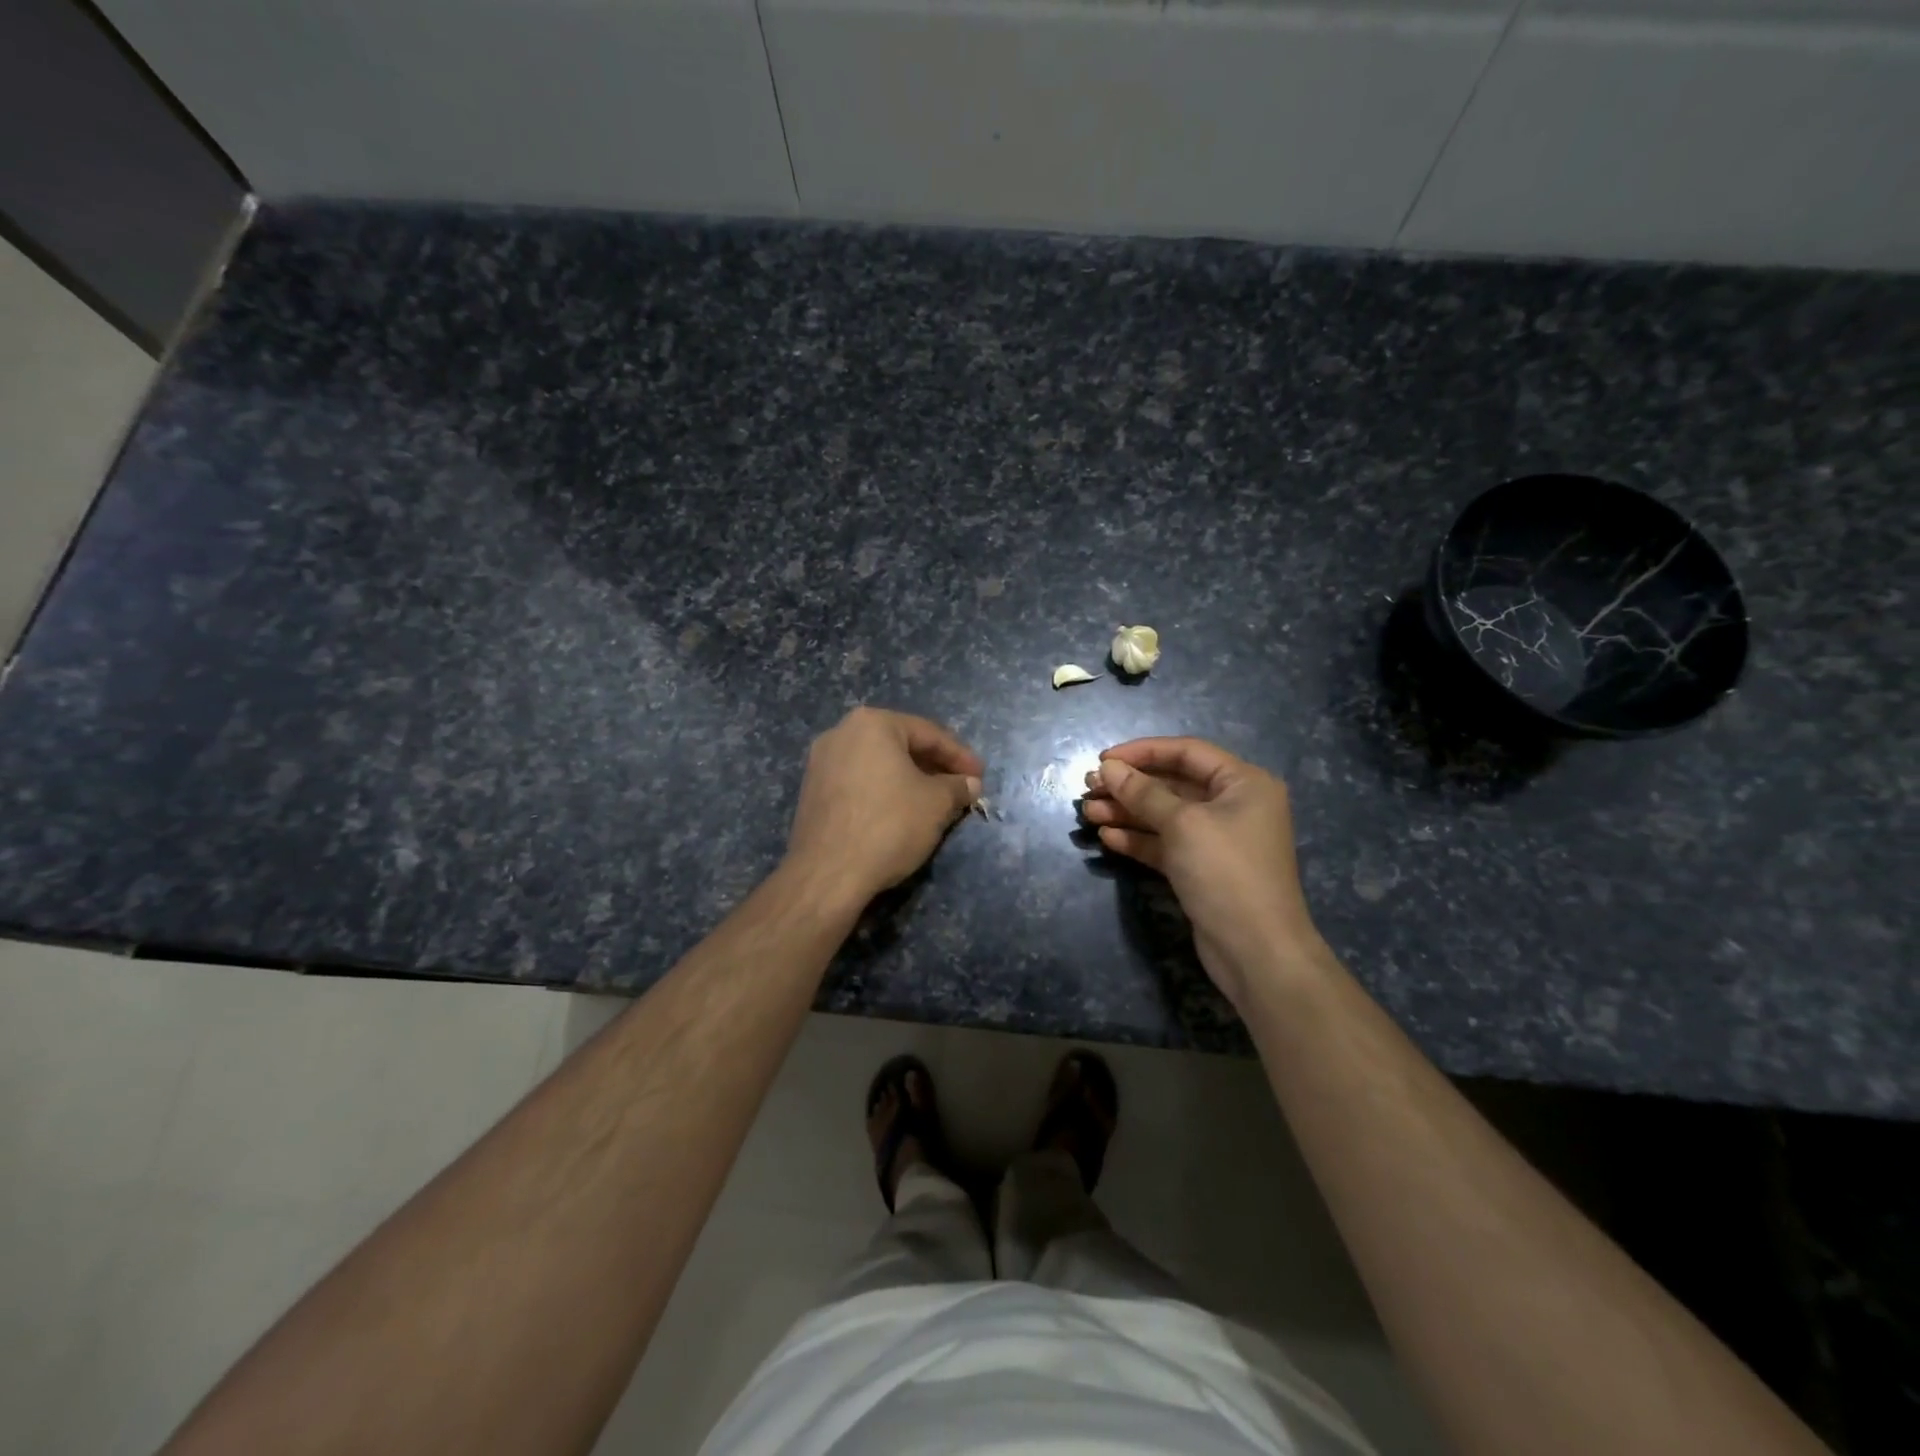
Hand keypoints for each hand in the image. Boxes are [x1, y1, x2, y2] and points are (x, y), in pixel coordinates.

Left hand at [783, 707, 983, 907]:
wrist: (827, 873)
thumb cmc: (889, 825)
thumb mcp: (936, 804)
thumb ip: (957, 787)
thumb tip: (970, 784)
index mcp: (872, 723)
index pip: (928, 733)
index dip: (960, 756)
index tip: (980, 777)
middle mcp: (841, 732)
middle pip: (900, 745)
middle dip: (933, 766)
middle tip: (960, 787)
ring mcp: (821, 762)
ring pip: (878, 764)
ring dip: (909, 779)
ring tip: (934, 802)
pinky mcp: (811, 792)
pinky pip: (858, 782)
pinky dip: (883, 791)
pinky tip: (901, 812)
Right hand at [1080, 737, 1326, 1006]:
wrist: (1257, 951)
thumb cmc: (1226, 872)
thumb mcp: (1183, 824)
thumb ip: (1143, 793)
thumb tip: (1108, 767)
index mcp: (1243, 783)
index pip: (1186, 752)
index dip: (1142, 752)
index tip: (1103, 759)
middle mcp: (1233, 806)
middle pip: (1173, 784)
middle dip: (1129, 786)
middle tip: (1088, 789)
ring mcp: (1217, 840)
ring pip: (1164, 816)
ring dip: (1127, 812)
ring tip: (1088, 813)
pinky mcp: (1202, 869)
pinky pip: (1165, 844)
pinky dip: (1138, 839)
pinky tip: (1107, 838)